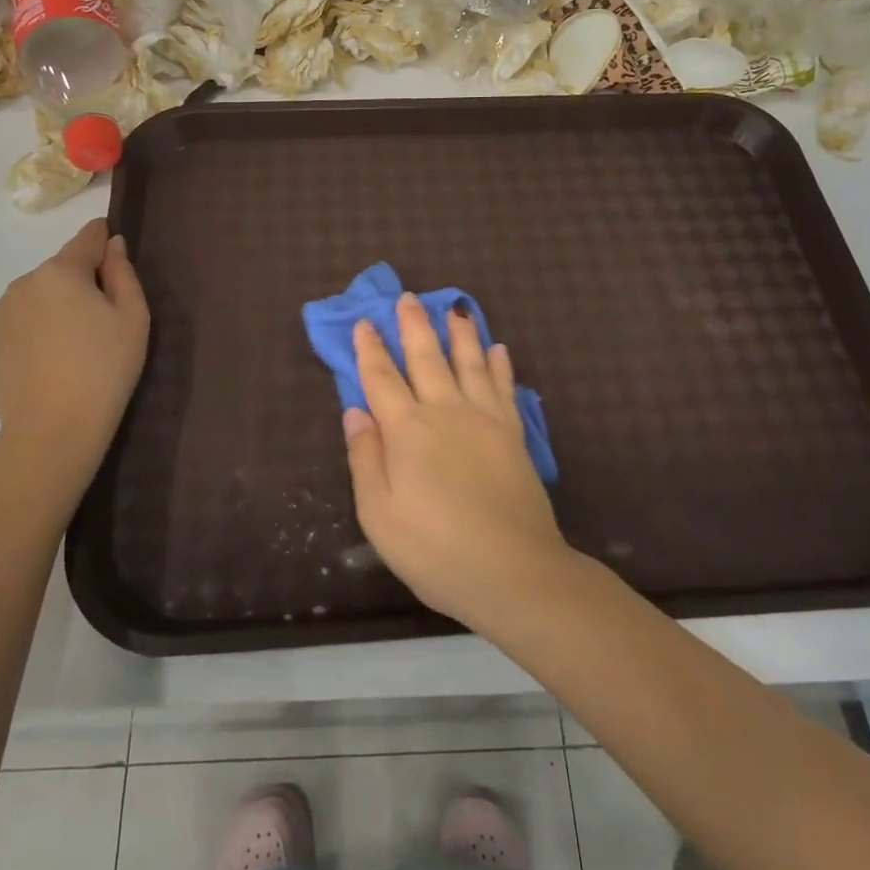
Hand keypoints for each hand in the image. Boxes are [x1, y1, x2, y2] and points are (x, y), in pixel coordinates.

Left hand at [0, 219, 148, 444]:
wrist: (55, 428)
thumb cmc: (106, 368)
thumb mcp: (133, 317)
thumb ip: (123, 273)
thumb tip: (112, 244)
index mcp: (61, 271)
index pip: (86, 238)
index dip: (102, 239)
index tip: (113, 250)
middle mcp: (23, 283)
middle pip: (59, 272)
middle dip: (78, 285)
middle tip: (100, 323)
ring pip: (33, 299)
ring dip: (51, 310)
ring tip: (70, 349)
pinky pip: (14, 327)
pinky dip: (30, 335)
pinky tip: (45, 364)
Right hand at [342, 293, 573, 631]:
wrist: (512, 571)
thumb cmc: (434, 549)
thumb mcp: (379, 514)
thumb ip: (365, 457)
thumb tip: (355, 410)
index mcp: (406, 430)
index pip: (381, 379)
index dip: (370, 350)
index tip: (364, 322)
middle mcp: (445, 412)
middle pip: (426, 358)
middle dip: (414, 326)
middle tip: (408, 298)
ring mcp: (485, 420)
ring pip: (469, 363)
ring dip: (460, 333)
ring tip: (456, 308)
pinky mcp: (514, 434)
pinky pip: (504, 387)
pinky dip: (499, 365)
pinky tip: (499, 349)